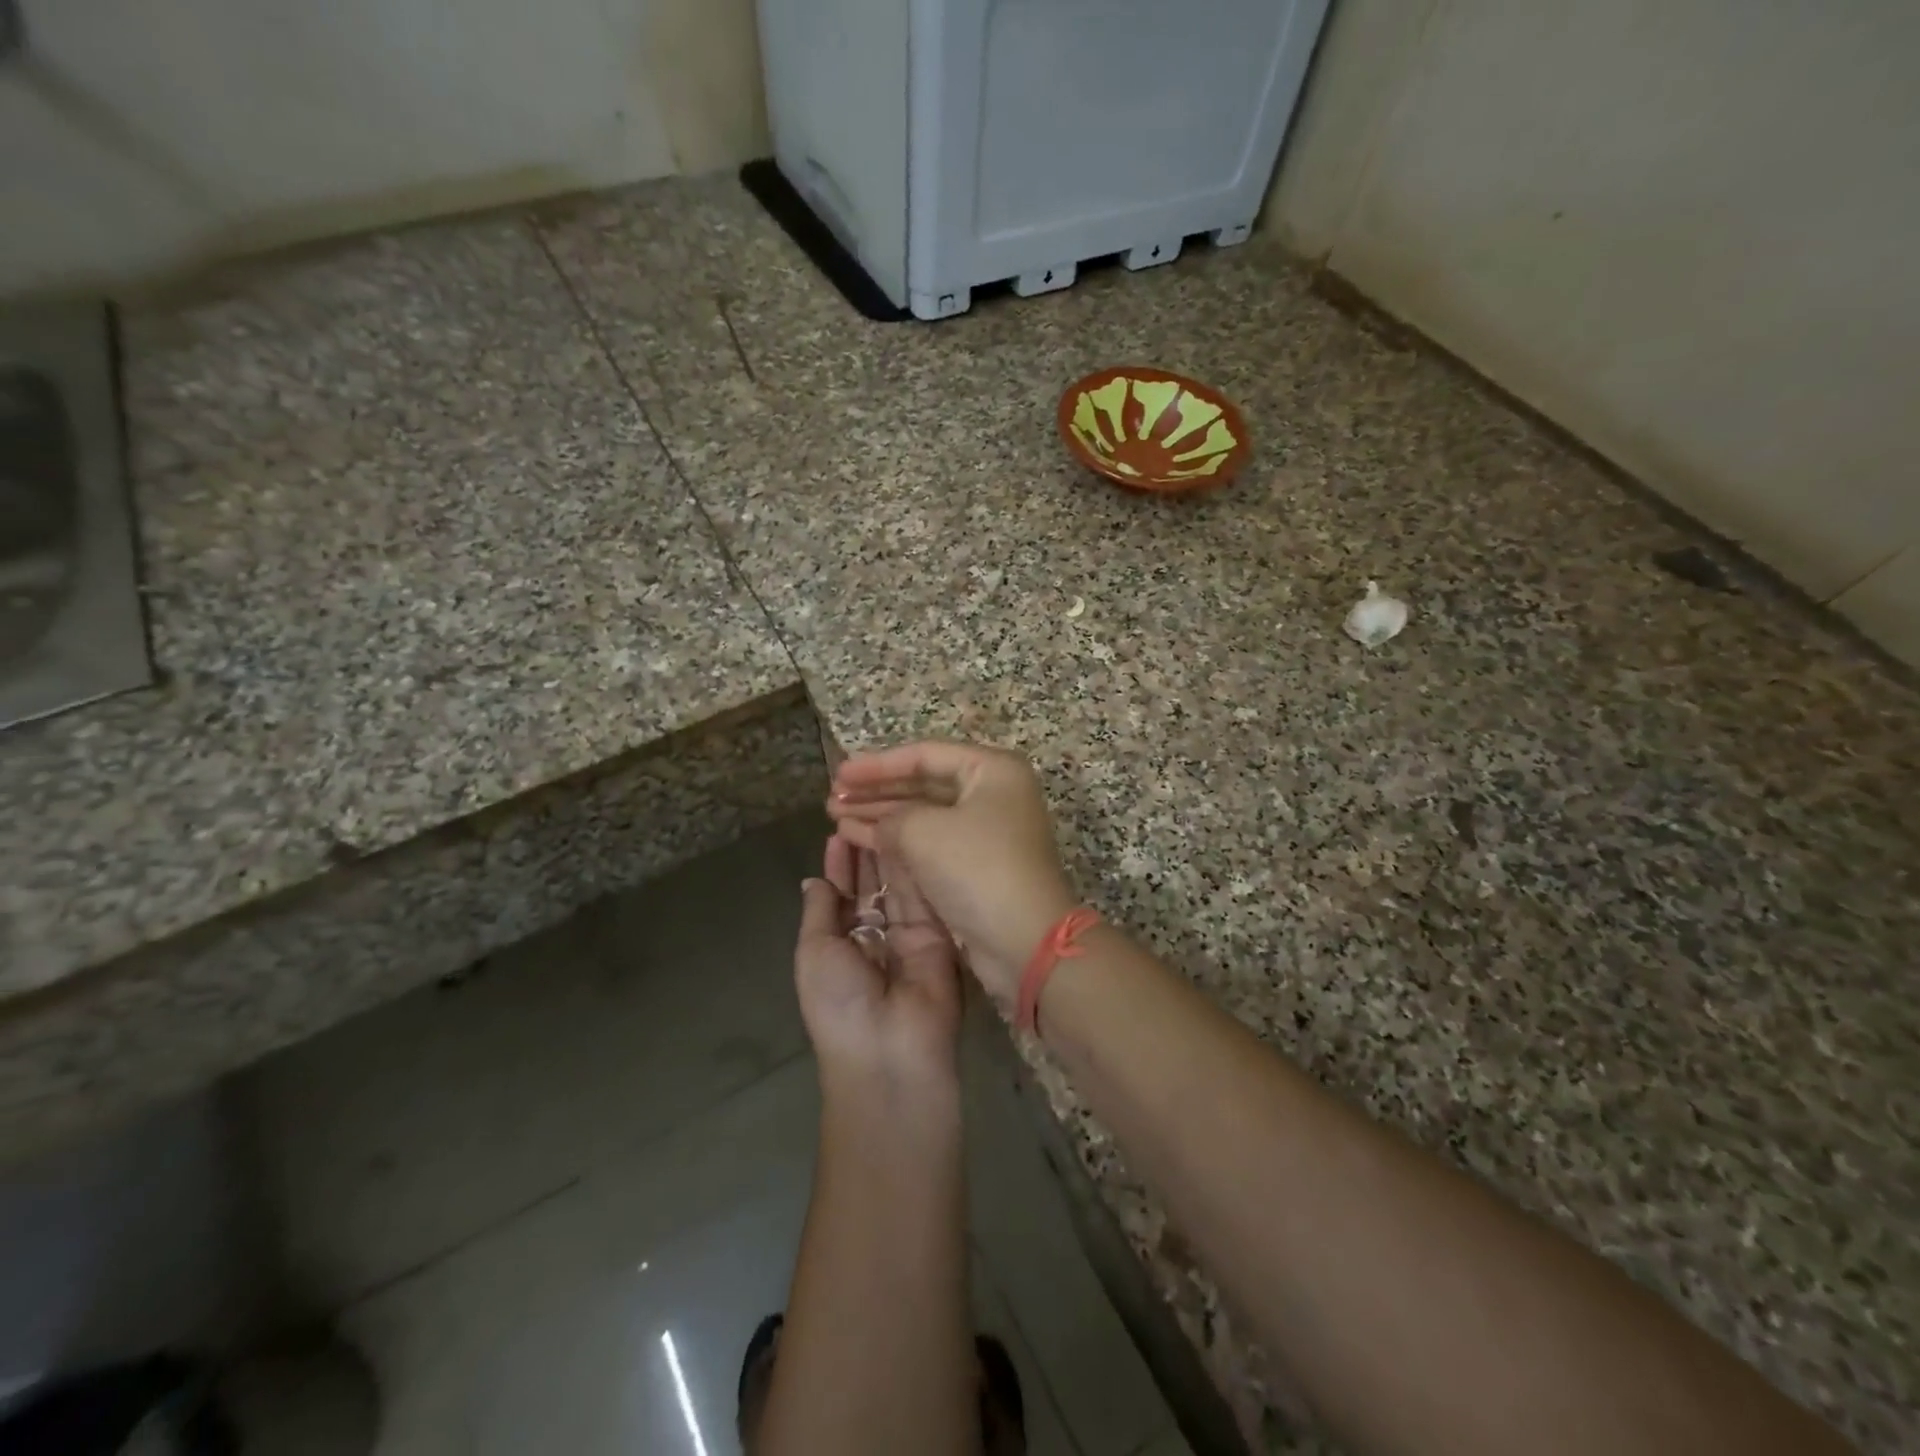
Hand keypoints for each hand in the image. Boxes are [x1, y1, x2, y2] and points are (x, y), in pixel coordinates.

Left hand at [795, 833, 963, 1085]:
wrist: (890, 1050)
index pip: (842, 896)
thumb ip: (820, 911)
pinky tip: (910, 834)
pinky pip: (925, 896)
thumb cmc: (839, 1004)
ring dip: (889, 852)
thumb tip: (813, 879)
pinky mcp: (940, 934)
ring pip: (898, 886)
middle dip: (866, 852)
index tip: (838, 831)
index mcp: (842, 946)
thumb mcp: (814, 953)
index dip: (840, 865)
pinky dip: (915, 866)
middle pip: (872, 886)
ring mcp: (910, 935)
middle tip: (866, 812)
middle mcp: (876, 938)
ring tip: (885, 813)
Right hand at [826, 742, 1077, 1007]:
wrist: (1024, 940)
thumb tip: (877, 823)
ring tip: (836, 818)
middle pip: (923, 784)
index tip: (840, 773)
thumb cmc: (978, 869)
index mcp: (992, 770)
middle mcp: (993, 795)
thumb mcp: (925, 831)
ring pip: (923, 815)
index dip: (877, 764)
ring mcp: (986, 832)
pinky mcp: (976, 866)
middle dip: (876, 791)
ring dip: (880, 816)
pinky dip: (895, 840)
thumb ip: (891, 817)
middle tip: (833, 798)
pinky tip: (859, 839)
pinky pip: (929, 842)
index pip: (925, 755)